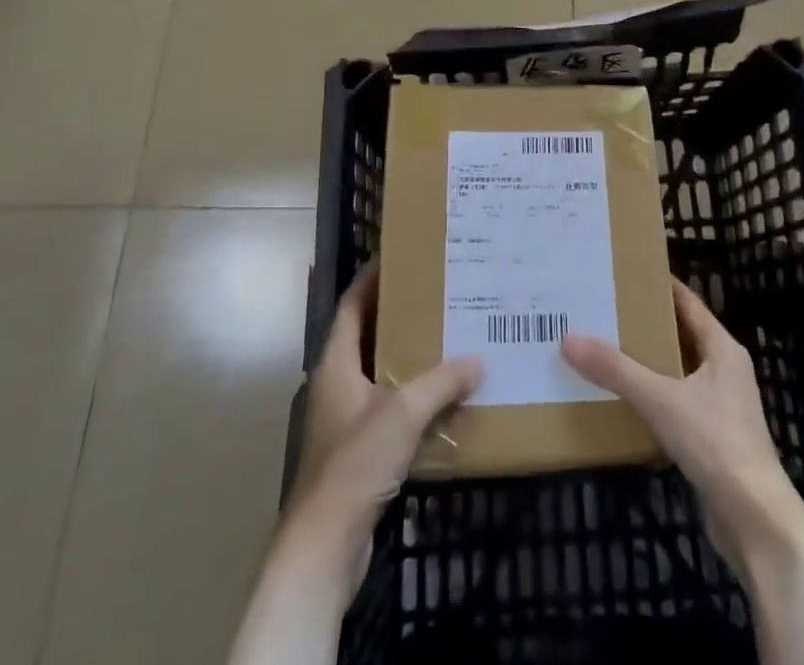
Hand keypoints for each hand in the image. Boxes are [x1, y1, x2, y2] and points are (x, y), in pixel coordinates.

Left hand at [290, 266, 482, 565]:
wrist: (325, 546)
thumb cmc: (355, 464)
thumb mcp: (403, 413)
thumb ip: (441, 381)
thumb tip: (478, 359)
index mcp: (336, 363)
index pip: (352, 305)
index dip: (372, 279)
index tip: (402, 257)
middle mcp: (337, 383)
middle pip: (368, 335)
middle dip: (400, 315)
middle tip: (438, 294)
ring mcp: (346, 418)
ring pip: (381, 372)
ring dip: (409, 356)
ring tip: (448, 335)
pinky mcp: (359, 449)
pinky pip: (390, 407)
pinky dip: (413, 395)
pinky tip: (444, 395)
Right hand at [561, 277, 803, 573]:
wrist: (756, 522)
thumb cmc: (716, 443)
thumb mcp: (661, 400)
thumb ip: (616, 370)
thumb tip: (569, 339)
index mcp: (722, 348)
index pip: (687, 302)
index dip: (659, 285)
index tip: (624, 272)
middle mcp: (725, 370)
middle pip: (680, 335)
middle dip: (645, 324)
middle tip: (604, 311)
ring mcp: (721, 406)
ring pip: (677, 372)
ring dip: (647, 363)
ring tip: (605, 352)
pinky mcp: (713, 439)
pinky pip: (676, 404)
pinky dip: (653, 398)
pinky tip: (623, 402)